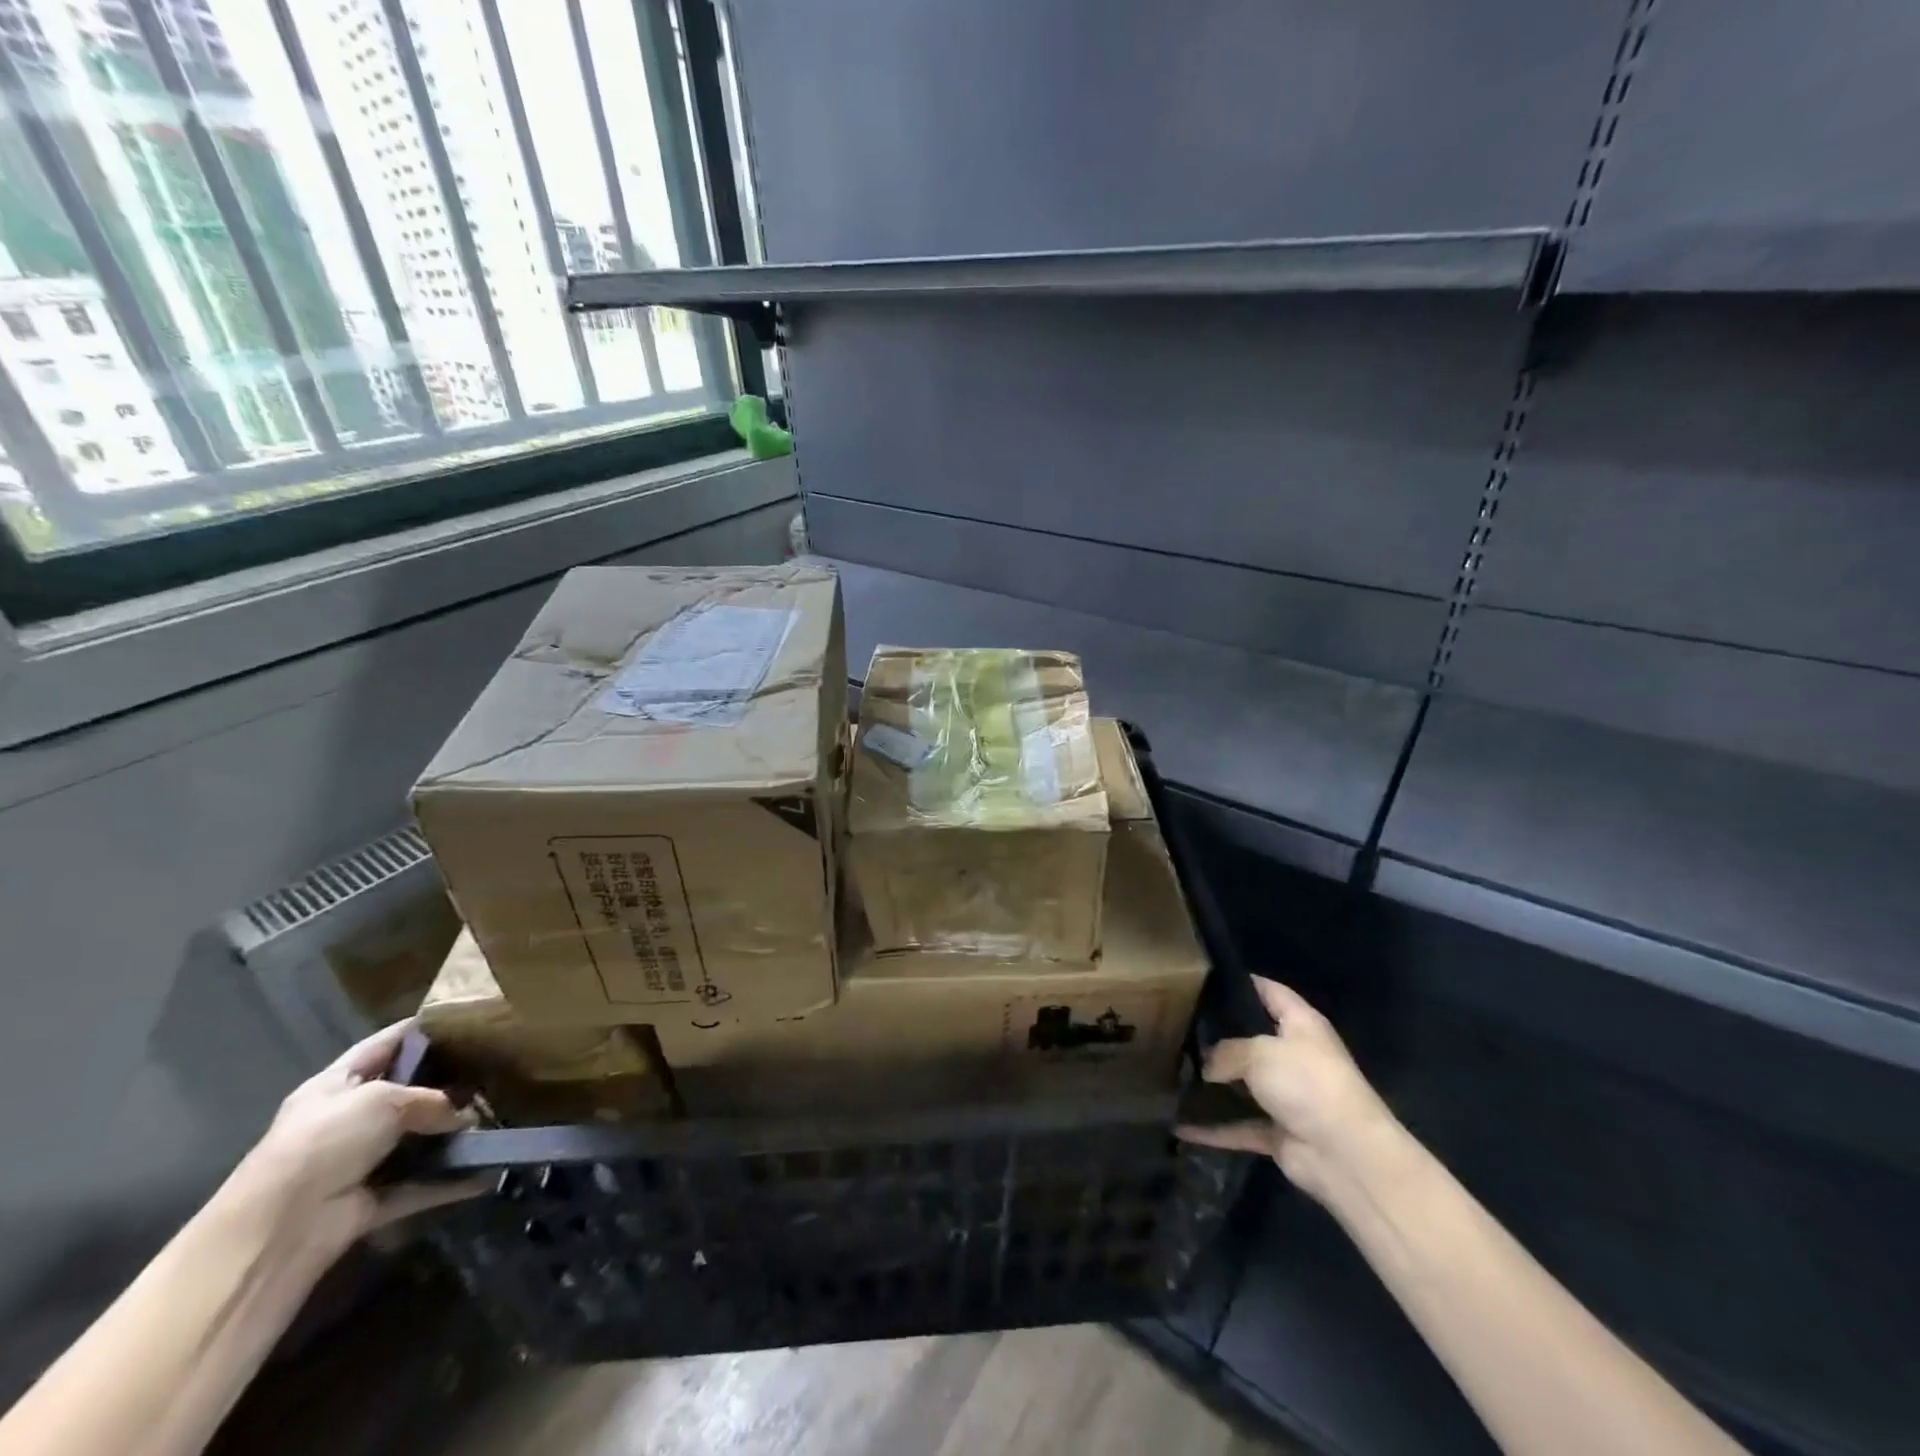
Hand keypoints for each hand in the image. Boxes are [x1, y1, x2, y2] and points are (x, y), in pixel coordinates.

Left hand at [228, 1020, 480, 1259]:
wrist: (280, 1229)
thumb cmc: (325, 1141)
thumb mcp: (382, 1100)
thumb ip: (431, 1099)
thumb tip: (465, 1117)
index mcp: (335, 1085)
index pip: (381, 1046)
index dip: (417, 1029)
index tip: (463, 1018)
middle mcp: (346, 1121)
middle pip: (404, 1094)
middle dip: (445, 1084)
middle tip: (493, 1070)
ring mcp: (358, 1163)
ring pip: (415, 1141)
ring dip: (452, 1135)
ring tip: (498, 1116)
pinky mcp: (371, 1201)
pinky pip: (420, 1185)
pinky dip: (450, 1182)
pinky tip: (487, 1171)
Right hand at [1178, 977, 1395, 1202]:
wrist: (1346, 1155)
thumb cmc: (1307, 1084)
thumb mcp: (1259, 1052)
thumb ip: (1226, 1050)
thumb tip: (1207, 1066)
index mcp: (1300, 1024)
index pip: (1269, 991)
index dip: (1241, 982)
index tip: (1203, 979)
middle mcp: (1296, 1056)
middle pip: (1252, 1038)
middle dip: (1218, 1035)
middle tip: (1177, 1025)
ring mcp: (1288, 1096)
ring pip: (1243, 1084)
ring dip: (1214, 1084)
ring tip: (1174, 1070)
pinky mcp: (1279, 1132)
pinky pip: (1239, 1126)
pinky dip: (1215, 1129)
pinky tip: (1182, 1125)